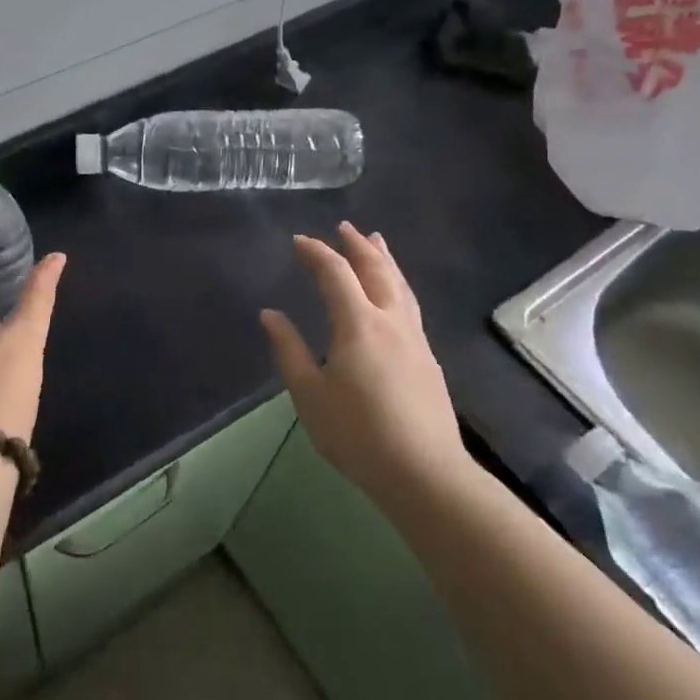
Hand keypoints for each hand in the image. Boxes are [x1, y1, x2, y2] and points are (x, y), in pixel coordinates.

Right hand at [260, 223, 476, 503]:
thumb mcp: (309, 394)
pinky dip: (397, 285)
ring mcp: (415, 340)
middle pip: (377, 271)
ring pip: (401, 286)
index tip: (299, 241)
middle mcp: (391, 322)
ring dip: (385, 260)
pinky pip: (410, 305)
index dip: (317, 253)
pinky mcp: (428, 359)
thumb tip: (270, 314)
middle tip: (345, 227)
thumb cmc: (357, 433)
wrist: (424, 472)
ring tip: (377, 242)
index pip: (336, 274)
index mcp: (359, 324)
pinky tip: (394, 294)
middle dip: (358, 246)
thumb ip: (289, 350)